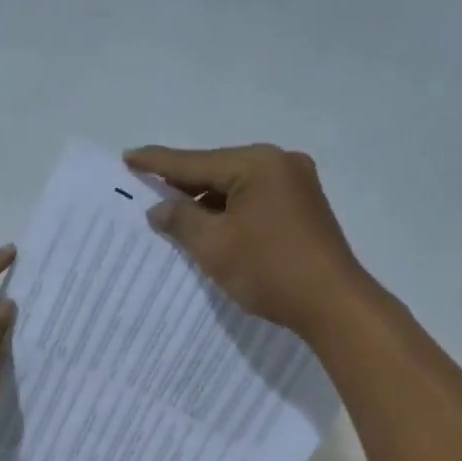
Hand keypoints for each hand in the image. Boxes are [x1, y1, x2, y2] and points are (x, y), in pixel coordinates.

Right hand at [124, 144, 371, 342]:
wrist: (332, 304)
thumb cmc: (268, 270)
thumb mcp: (214, 245)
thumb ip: (181, 220)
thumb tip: (159, 208)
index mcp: (257, 164)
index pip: (195, 162)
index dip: (158, 163)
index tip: (128, 157)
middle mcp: (280, 163)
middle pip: (218, 170)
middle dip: (183, 184)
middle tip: (147, 187)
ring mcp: (297, 185)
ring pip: (237, 188)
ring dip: (207, 202)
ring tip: (173, 214)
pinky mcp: (304, 208)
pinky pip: (255, 201)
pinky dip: (230, 212)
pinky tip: (211, 226)